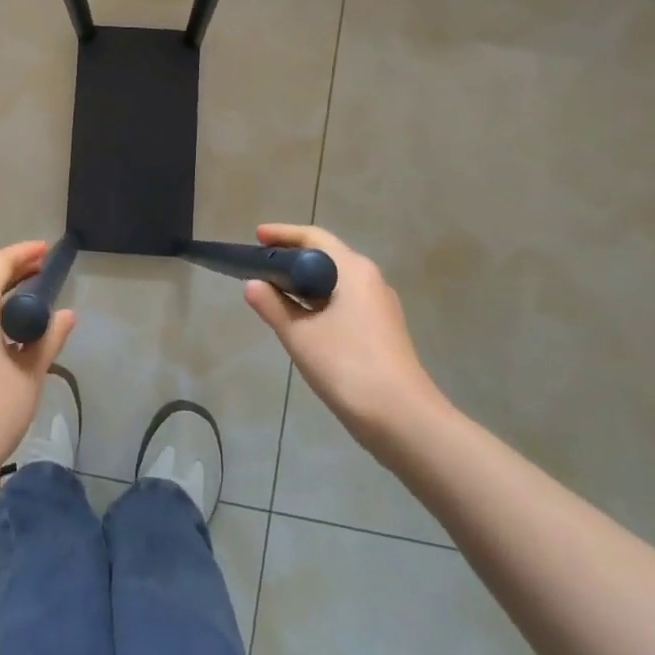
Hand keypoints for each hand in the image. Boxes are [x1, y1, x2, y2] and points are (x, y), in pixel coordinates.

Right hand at [244, 223, 449, 458]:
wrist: (403, 419)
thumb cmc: (348, 366)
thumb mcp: (300, 335)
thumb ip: (272, 306)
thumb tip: (252, 284)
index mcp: (353, 270)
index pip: (314, 237)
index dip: (283, 234)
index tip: (256, 237)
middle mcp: (370, 280)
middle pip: (327, 256)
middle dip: (292, 257)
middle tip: (260, 264)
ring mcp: (380, 306)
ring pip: (336, 282)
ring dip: (305, 282)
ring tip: (274, 291)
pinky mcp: (382, 331)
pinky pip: (344, 302)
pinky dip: (319, 302)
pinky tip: (301, 320)